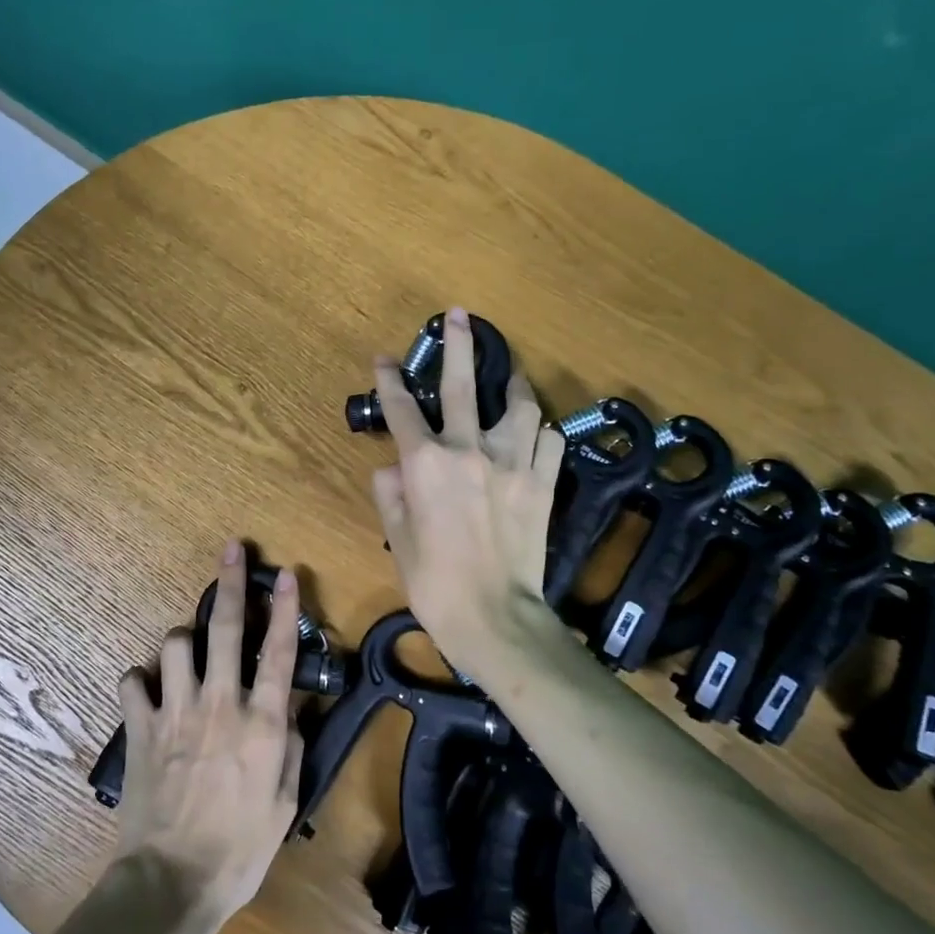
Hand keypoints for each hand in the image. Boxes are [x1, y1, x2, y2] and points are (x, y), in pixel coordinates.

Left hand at [111, 540, 303, 931]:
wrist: (172, 882)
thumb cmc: (240, 850)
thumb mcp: (285, 803)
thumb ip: (291, 748)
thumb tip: (291, 711)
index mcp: (261, 723)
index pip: (279, 651)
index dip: (285, 607)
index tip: (285, 572)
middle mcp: (220, 704)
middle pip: (226, 629)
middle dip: (230, 583)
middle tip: (230, 549)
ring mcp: (175, 712)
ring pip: (173, 644)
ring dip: (181, 639)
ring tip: (186, 650)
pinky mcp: (140, 728)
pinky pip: (132, 681)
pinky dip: (140, 680)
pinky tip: (147, 690)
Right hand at [370, 306, 566, 679]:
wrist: (495, 617)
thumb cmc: (435, 583)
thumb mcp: (398, 539)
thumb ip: (391, 496)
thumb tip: (390, 470)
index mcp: (425, 465)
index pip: (401, 410)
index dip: (390, 381)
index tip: (385, 359)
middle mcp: (469, 451)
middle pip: (460, 386)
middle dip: (457, 346)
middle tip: (460, 316)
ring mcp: (513, 463)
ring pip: (518, 405)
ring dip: (512, 385)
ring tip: (510, 375)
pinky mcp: (543, 483)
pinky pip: (549, 441)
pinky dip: (540, 432)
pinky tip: (534, 432)